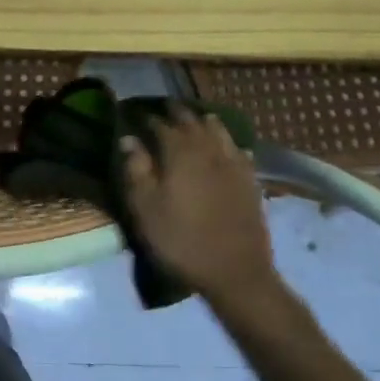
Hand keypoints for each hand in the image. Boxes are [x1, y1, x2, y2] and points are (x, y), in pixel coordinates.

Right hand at [121, 109, 286, 314]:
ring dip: (204, 122)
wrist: (234, 271)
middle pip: (192, 122)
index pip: (160, 125)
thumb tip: (129, 139)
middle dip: (176, 113)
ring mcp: (234, 164)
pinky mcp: (251, 181)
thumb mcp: (145, 208)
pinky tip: (229, 148)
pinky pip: (239, 151)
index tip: (135, 114)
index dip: (147, 118)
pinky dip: (229, 144)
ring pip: (219, 131)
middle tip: (164, 109)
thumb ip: (136, 170)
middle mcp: (209, 150)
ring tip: (196, 119)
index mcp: (180, 153)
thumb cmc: (180, 240)